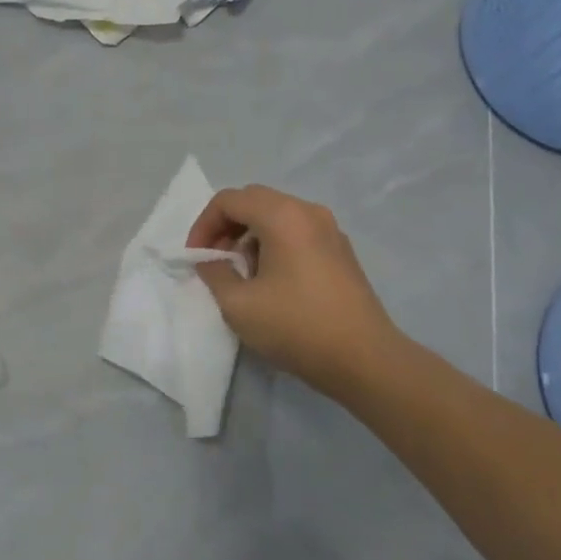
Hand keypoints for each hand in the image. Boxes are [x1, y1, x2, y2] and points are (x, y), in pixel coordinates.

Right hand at [187, 185, 398, 399]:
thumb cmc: (296, 327)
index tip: (196, 258)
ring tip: (242, 275)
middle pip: (254, 201)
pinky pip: (297, 232)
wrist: (364, 359)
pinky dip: (274, 244)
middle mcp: (309, 212)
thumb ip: (214, 273)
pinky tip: (272, 282)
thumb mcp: (238, 305)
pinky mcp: (341, 251)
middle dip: (226, 227)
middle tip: (215, 262)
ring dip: (250, 236)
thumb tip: (210, 260)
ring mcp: (330, 230)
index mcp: (283, 216)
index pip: (229, 200)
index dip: (204, 225)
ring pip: (277, 216)